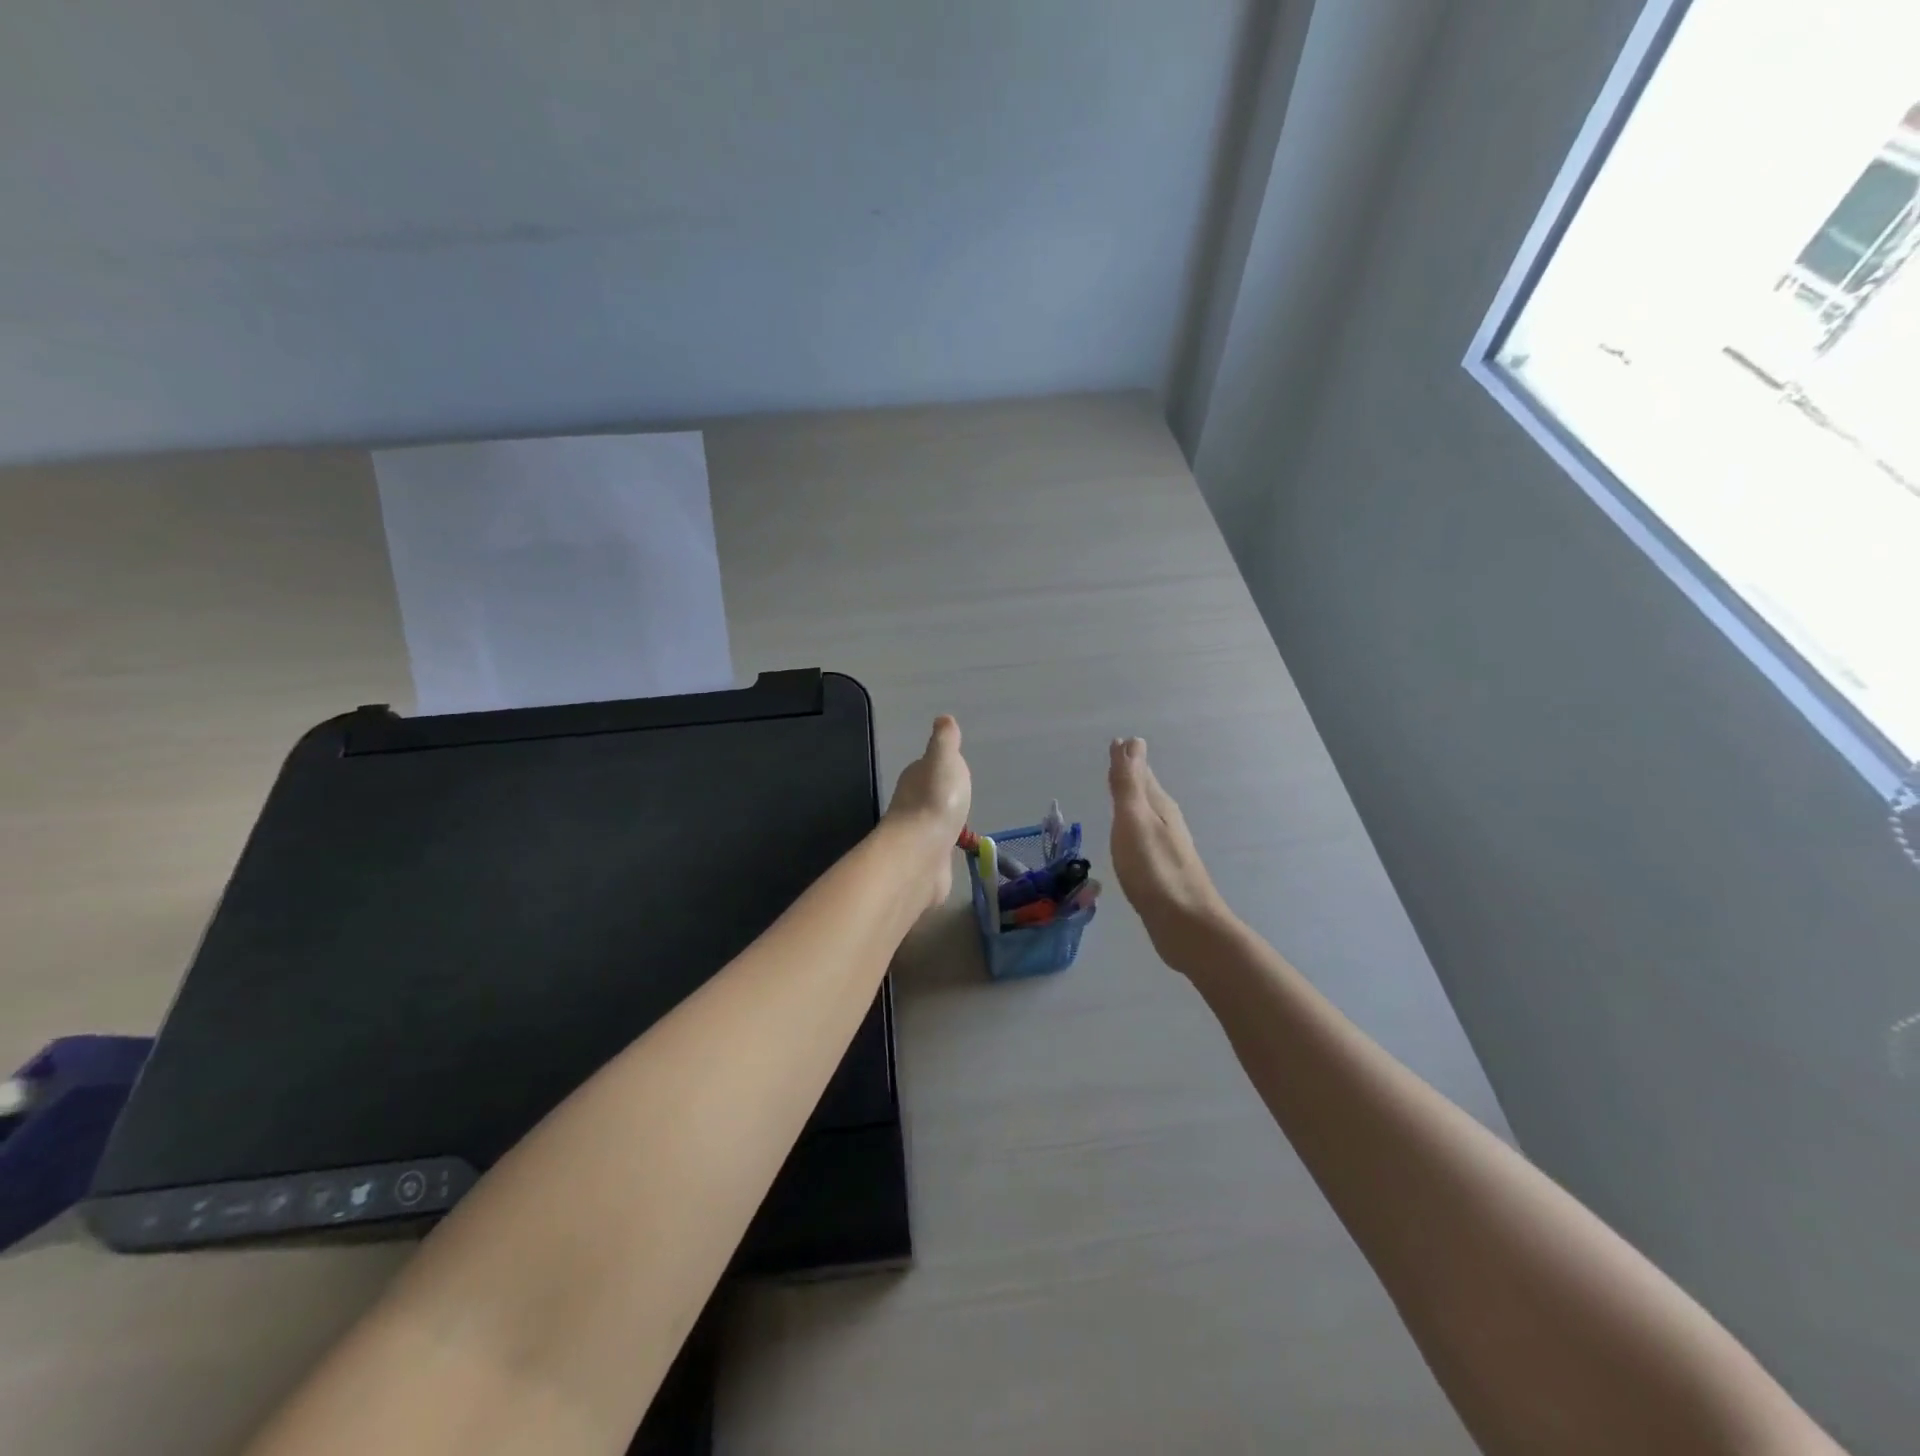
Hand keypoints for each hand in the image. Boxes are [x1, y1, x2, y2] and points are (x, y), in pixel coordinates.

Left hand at [883, 716, 972, 908]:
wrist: (922, 851)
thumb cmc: (936, 799)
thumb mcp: (944, 758)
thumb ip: (945, 740)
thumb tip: (943, 718)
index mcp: (916, 776)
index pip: (929, 766)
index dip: (942, 766)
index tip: (956, 768)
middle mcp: (911, 802)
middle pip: (930, 793)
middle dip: (943, 794)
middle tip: (961, 797)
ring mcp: (917, 832)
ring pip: (933, 821)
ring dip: (944, 821)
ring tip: (961, 823)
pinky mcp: (925, 858)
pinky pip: (938, 847)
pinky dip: (944, 846)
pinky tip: (954, 849)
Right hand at [1108, 737, 1229, 963]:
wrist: (1184, 925)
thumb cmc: (1154, 870)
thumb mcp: (1134, 820)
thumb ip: (1129, 783)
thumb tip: (1133, 742)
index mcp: (1159, 807)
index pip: (1141, 774)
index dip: (1128, 759)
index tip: (1118, 742)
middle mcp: (1167, 823)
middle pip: (1147, 793)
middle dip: (1133, 777)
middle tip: (1119, 761)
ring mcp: (1168, 848)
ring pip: (1148, 815)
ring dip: (1135, 802)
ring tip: (1122, 795)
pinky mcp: (1164, 872)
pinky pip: (1146, 838)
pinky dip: (1136, 829)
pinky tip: (1132, 839)